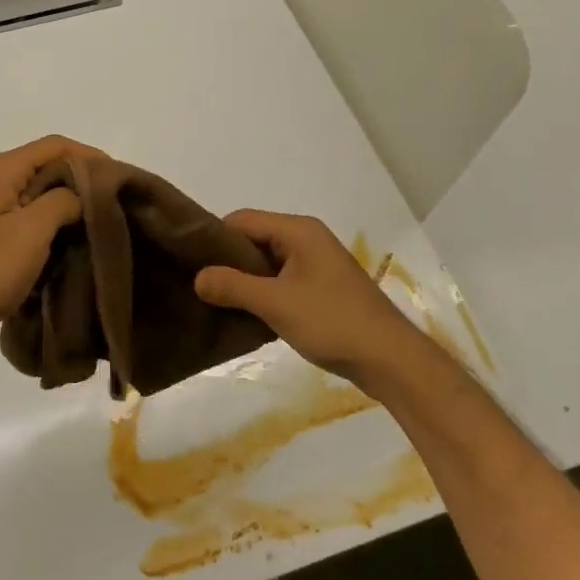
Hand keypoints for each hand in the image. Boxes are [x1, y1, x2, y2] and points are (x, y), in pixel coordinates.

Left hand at [0, 135, 105, 351]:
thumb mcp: (32, 231)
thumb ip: (63, 200)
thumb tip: (78, 193)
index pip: (54, 145)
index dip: (89, 155)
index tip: (118, 177)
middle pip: (43, 164)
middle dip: (79, 178)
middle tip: (111, 200)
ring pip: (34, 190)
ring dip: (63, 201)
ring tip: (93, 220)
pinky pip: (22, 211)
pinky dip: (46, 218)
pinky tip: (64, 237)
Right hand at [195, 210, 417, 389]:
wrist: (389, 359)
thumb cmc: (332, 321)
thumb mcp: (275, 303)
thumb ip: (232, 287)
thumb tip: (197, 278)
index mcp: (298, 231)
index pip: (242, 220)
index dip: (215, 238)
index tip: (190, 262)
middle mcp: (307, 239)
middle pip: (254, 239)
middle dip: (227, 261)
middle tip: (199, 285)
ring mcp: (316, 265)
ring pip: (267, 263)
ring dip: (245, 281)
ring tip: (217, 302)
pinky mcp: (321, 289)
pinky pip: (281, 281)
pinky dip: (263, 294)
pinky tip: (246, 315)